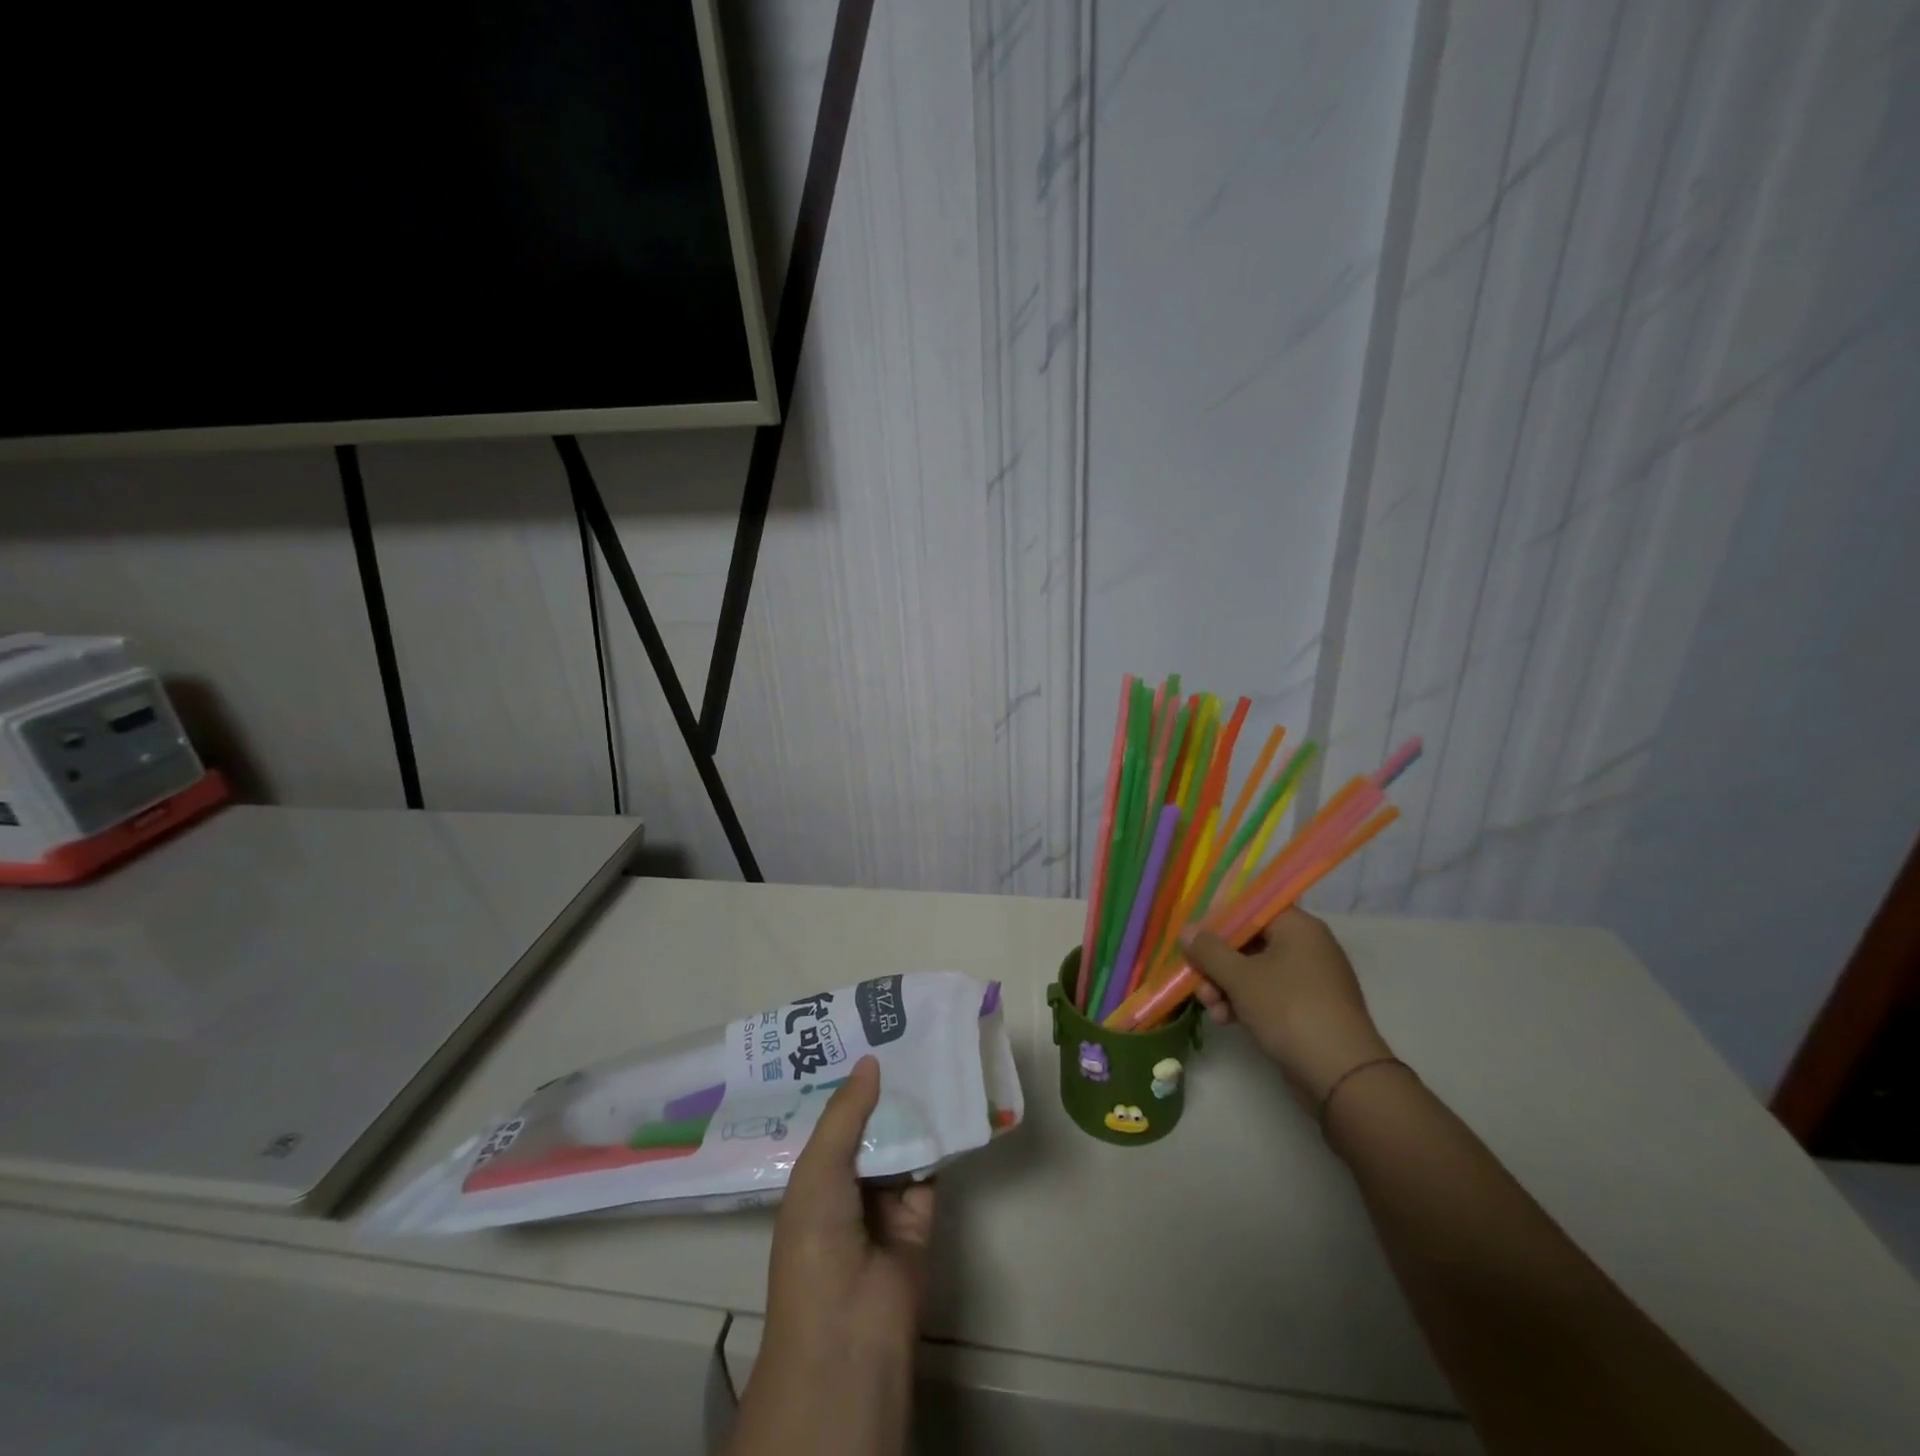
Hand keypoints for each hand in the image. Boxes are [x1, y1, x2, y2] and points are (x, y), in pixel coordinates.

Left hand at [732, 1056, 931, 1455]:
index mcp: (812, 1177)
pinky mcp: (921, 1213)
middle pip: (868, 1126)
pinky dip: (939, 1138)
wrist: (851, 1328)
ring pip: (901, 1142)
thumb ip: (845, 1113)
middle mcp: (847, 1184)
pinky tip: (950, 1096)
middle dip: (882, 1089)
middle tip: (902, 1034)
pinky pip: (930, 1166)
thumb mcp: (817, 1170)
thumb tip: (870, 1060)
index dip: (843, 1082)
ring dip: (912, 1108)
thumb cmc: (816, 1242)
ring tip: (928, 1052)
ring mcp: (885, 1200)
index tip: (861, 1036)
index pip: (829, 1120)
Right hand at [1182, 909, 1392, 1105]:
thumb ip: (1209, 950)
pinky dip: (1246, 1003)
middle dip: (1218, 962)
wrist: (1341, 1075)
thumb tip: (1187, 930)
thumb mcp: (1240, 977)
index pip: (1251, 909)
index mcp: (1298, 927)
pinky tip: (1225, 1019)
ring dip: (1226, 986)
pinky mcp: (1309, 1010)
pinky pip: (1269, 995)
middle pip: (1250, 942)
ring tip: (1209, 1007)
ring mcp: (1311, 980)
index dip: (1218, 921)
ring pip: (1256, 971)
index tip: (1193, 938)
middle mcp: (1307, 947)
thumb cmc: (1289, 1010)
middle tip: (1196, 979)